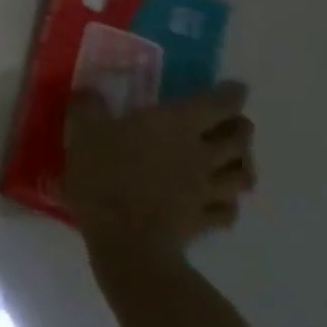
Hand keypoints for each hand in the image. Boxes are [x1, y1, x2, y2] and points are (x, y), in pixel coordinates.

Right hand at [64, 83, 256, 257]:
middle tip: (235, 122)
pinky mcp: (202, 220)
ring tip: (237, 160)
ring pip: (240, 175)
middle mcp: (200, 153)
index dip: (230, 94)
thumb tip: (89, 92)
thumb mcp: (83, 132)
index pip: (216, 104)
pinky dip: (229, 203)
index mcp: (175, 124)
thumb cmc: (105, 174)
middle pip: (238, 139)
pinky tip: (222, 202)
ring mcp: (206, 190)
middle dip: (241, 128)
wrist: (125, 237)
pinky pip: (227, 210)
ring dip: (243, 164)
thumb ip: (88, 109)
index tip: (236, 88)